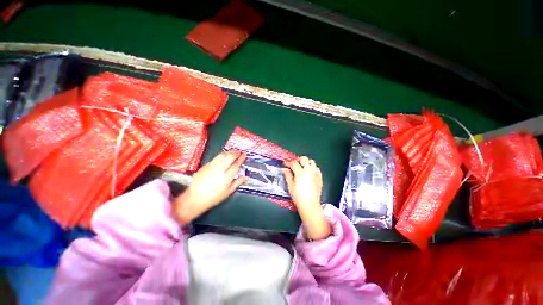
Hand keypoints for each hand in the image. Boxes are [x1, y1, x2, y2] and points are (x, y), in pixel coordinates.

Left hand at [174, 150, 247, 223]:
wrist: (195, 197)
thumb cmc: (214, 197)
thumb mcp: (228, 192)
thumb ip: (238, 182)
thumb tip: (245, 177)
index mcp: (227, 177)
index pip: (236, 164)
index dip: (241, 158)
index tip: (244, 154)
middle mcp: (220, 169)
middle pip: (229, 157)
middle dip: (235, 152)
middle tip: (239, 151)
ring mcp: (212, 166)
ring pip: (222, 155)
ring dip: (229, 152)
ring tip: (233, 151)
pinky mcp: (205, 165)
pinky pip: (216, 157)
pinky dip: (222, 155)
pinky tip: (223, 156)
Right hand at [283, 156, 330, 239]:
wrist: (310, 205)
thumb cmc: (298, 196)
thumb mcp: (290, 186)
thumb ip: (287, 175)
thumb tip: (284, 168)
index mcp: (300, 172)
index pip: (293, 163)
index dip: (288, 162)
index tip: (284, 164)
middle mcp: (309, 170)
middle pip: (304, 159)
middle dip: (297, 160)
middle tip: (293, 165)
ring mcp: (315, 173)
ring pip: (311, 161)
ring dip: (306, 162)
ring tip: (301, 167)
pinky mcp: (320, 177)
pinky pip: (316, 168)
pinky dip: (312, 167)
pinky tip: (308, 173)